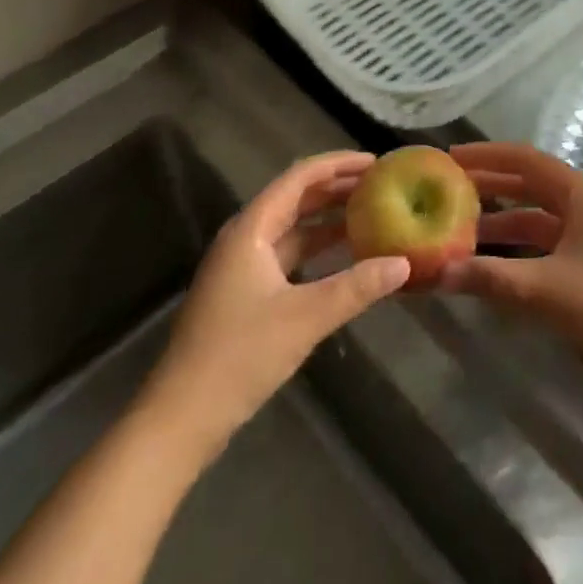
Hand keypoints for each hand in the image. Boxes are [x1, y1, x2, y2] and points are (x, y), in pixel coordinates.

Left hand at [149, 151, 408, 448]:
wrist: (179, 420)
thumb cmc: (238, 357)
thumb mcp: (305, 319)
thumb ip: (356, 287)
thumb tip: (403, 263)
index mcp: (251, 229)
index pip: (300, 178)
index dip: (338, 164)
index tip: (376, 162)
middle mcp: (245, 237)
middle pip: (296, 198)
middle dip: (337, 189)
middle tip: (380, 186)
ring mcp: (242, 266)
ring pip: (292, 228)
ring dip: (328, 219)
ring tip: (370, 213)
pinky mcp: (244, 293)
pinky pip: (287, 255)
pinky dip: (316, 249)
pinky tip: (344, 257)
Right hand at [440, 142, 582, 393]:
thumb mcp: (546, 290)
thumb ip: (491, 279)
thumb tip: (437, 273)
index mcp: (579, 193)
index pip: (524, 160)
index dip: (486, 155)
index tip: (450, 156)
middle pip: (528, 185)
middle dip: (489, 185)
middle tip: (447, 188)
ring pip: (535, 217)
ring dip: (500, 221)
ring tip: (458, 229)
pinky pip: (544, 244)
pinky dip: (516, 248)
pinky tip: (490, 264)